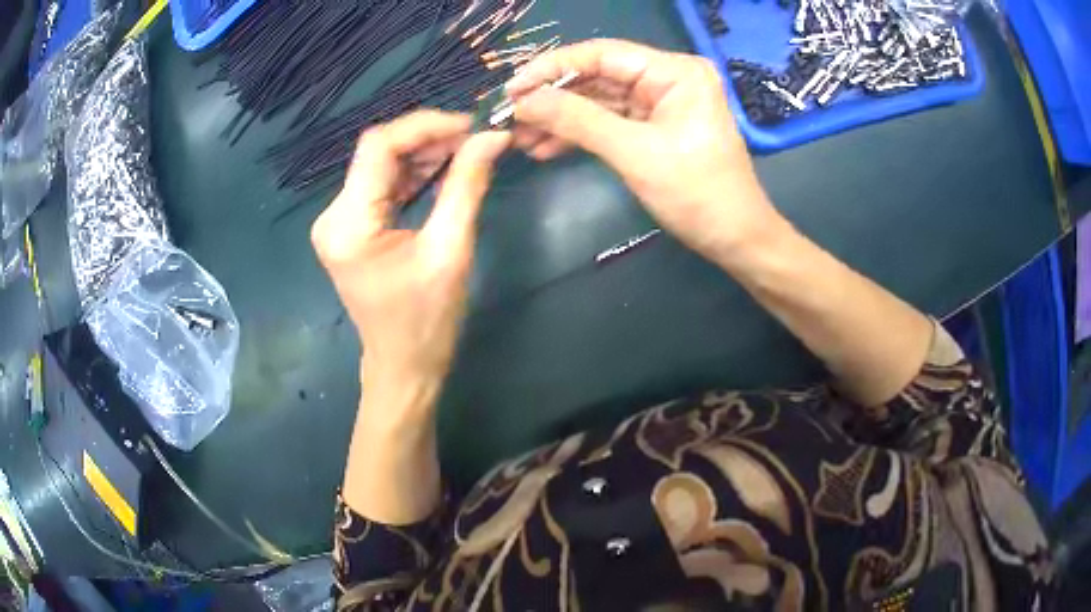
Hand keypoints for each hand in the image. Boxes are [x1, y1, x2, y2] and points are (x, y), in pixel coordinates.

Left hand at [311, 110, 510, 408]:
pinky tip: (444, 170)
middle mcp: (333, 216)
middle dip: (428, 139)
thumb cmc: (427, 321)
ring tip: (467, 152)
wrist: (404, 367)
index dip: (425, 126)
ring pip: (381, 166)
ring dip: (423, 154)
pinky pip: (382, 186)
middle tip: (475, 140)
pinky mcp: (351, 228)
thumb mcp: (451, 251)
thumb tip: (493, 138)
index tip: (471, 126)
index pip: (379, 147)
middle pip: (378, 153)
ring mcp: (339, 222)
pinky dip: (413, 174)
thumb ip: (467, 186)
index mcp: (348, 224)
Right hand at [508, 39, 784, 261]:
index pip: (601, 55)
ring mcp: (661, 103)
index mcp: (674, 72)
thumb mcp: (634, 153)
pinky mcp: (654, 127)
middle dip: (553, 98)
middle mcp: (667, 78)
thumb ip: (577, 120)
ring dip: (561, 119)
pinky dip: (580, 134)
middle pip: (597, 76)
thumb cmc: (697, 194)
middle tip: (511, 118)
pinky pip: (609, 122)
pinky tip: (547, 148)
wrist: (736, 239)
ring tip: (522, 139)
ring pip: (598, 101)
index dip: (552, 68)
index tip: (512, 90)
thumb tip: (523, 101)